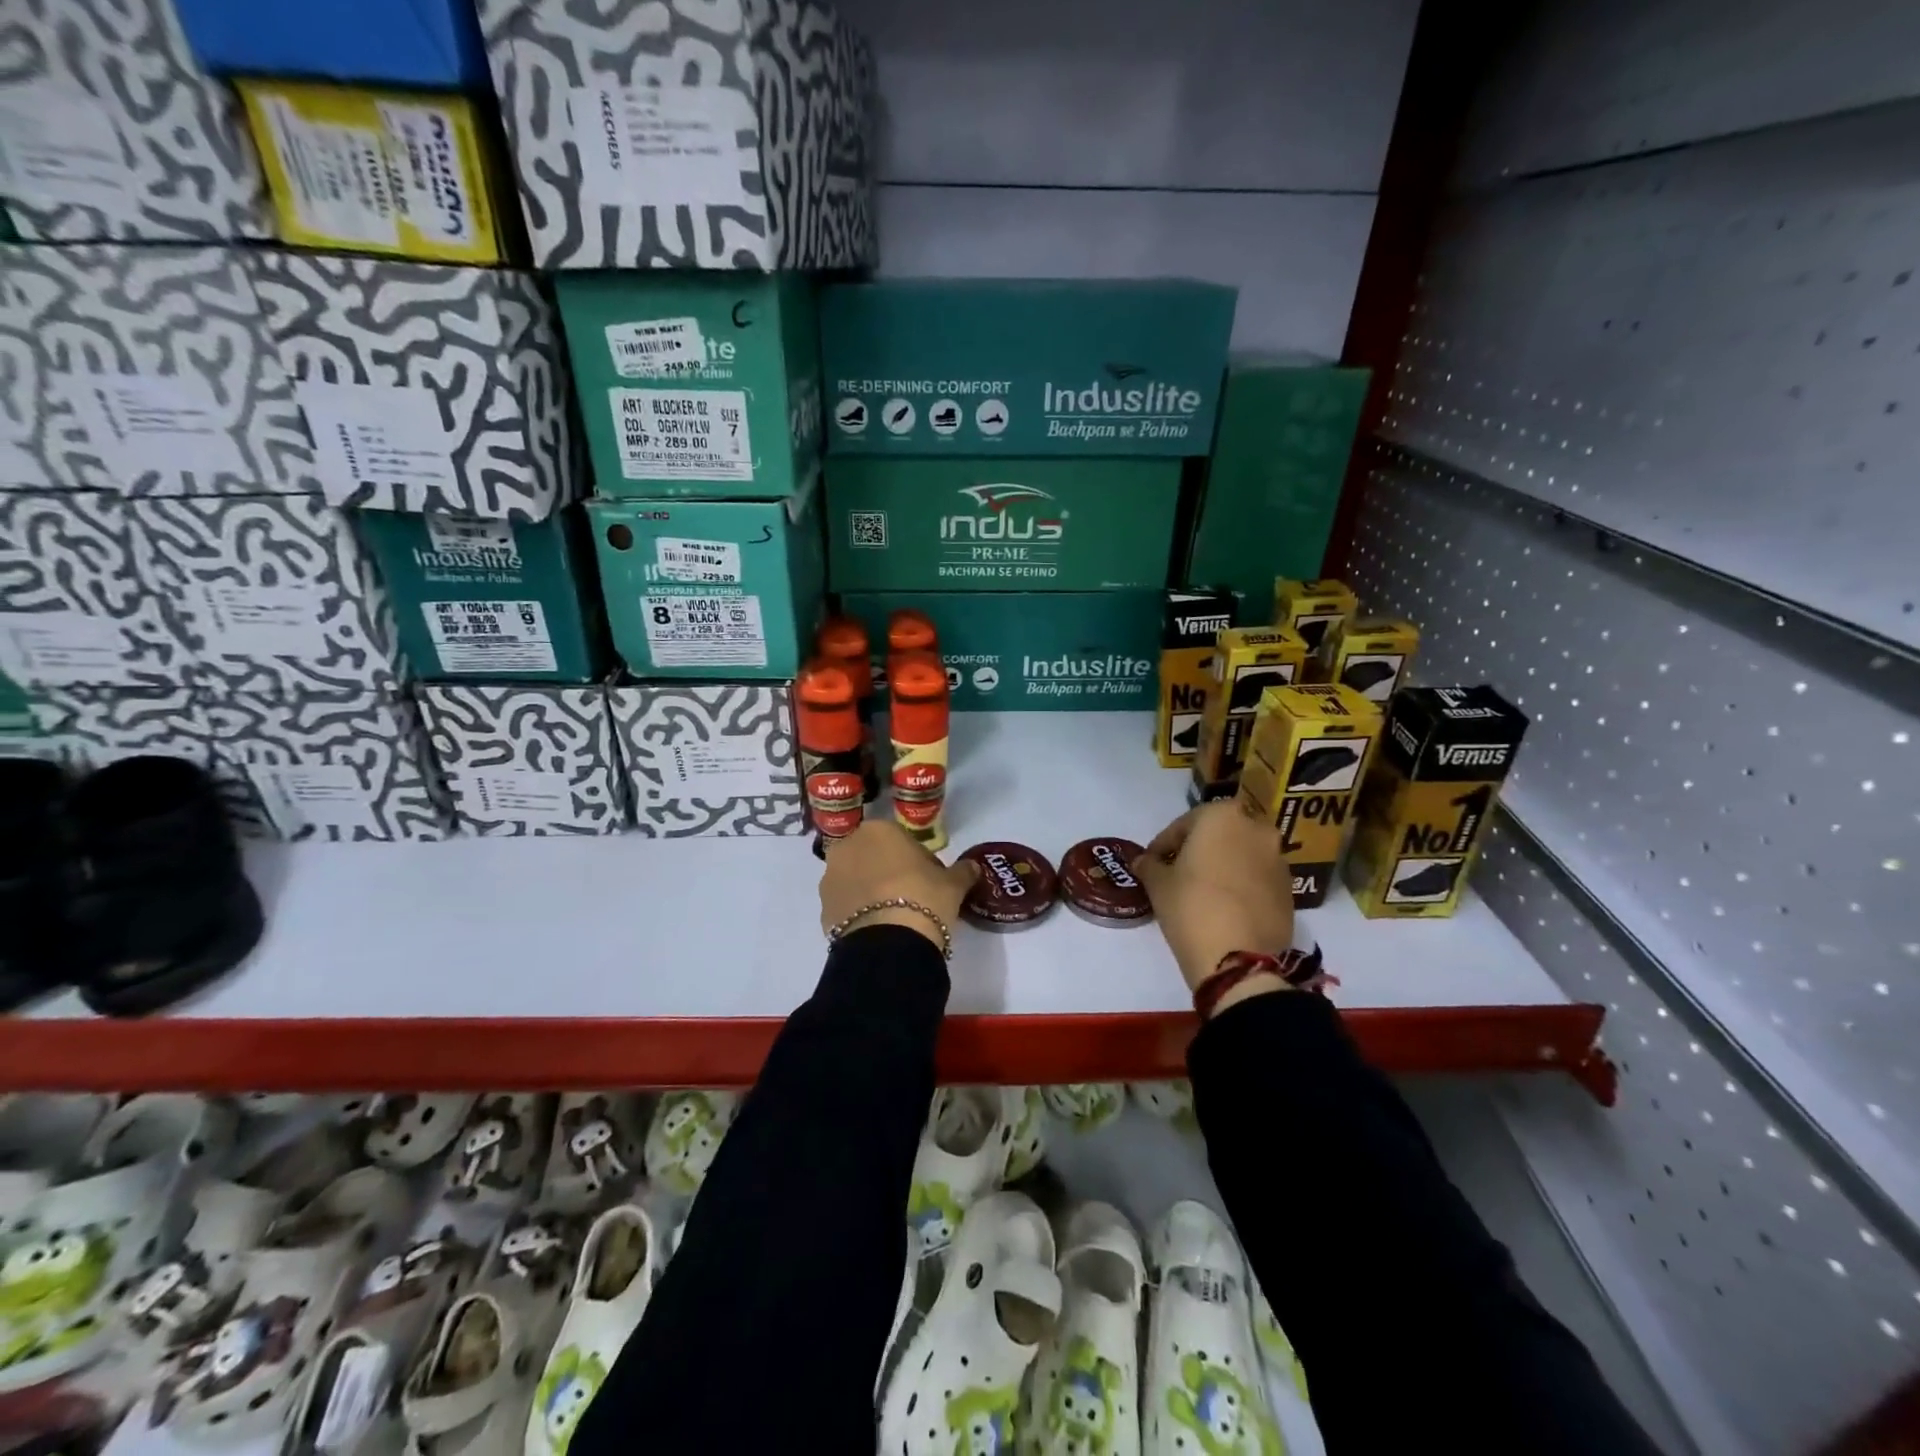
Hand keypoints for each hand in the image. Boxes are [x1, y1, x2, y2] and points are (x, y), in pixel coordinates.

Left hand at [818, 820, 979, 950]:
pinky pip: (846, 905)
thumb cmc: (923, 898)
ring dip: (870, 891)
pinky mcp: (822, 909)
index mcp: (878, 830)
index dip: (917, 860)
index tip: (930, 879)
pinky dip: (858, 913)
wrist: (889, 945)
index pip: (901, 839)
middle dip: (889, 871)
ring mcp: (830, 879)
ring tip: (894, 916)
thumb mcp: (953, 884)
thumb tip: (973, 867)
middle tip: (912, 896)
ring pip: (856, 880)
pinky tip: (878, 929)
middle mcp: (847, 846)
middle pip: (873, 856)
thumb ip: (963, 871)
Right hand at [1131, 802, 1295, 993]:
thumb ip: (1149, 865)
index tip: (1152, 863)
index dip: (1163, 845)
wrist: (1239, 960)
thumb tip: (1144, 861)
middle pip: (1218, 834)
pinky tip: (1225, 906)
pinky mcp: (1290, 890)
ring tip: (1203, 891)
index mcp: (1222, 816)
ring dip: (1223, 865)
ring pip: (1242, 854)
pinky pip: (1258, 877)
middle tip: (1178, 872)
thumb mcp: (1158, 884)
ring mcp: (1278, 859)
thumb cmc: (1191, 907)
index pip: (1183, 824)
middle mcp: (1256, 829)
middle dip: (1198, 849)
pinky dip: (1241, 884)